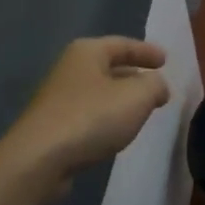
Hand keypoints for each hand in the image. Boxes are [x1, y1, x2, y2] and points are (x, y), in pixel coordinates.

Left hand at [1, 38, 170, 181]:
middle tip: (155, 86)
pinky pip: (88, 114)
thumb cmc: (92, 118)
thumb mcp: (137, 97)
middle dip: (133, 75)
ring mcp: (57, 98)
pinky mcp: (52, 126)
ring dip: (119, 99)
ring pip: (98, 92)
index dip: (146, 51)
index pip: (122, 44)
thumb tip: (157, 86)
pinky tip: (116, 132)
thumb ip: (155, 85)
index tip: (166, 61)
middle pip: (108, 66)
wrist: (39, 160)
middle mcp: (69, 69)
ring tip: (141, 110)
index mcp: (87, 52)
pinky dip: (106, 117)